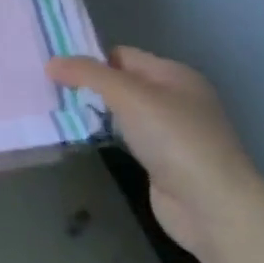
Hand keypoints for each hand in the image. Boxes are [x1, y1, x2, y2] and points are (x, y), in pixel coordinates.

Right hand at [47, 48, 263, 261]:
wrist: (212, 207)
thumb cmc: (174, 139)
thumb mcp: (127, 95)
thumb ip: (87, 74)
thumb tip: (51, 62)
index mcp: (175, 75)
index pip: (123, 55)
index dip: (90, 59)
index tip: (55, 69)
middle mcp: (177, 99)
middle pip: (122, 82)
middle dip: (90, 85)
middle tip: (52, 89)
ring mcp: (173, 133)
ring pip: (123, 111)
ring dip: (97, 111)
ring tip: (60, 110)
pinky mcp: (165, 161)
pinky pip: (127, 137)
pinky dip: (107, 135)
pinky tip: (86, 137)